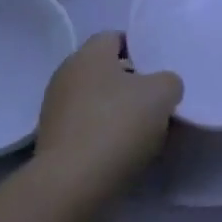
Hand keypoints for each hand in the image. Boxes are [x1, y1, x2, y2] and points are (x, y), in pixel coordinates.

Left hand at [32, 32, 182, 201]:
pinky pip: (86, 127)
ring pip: (95, 100)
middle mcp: (66, 75)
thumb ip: (169, 81)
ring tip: (144, 129)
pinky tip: (124, 151)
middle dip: (130, 82)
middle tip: (157, 98)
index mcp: (89, 54)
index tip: (159, 67)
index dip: (139, 48)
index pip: (115, 37)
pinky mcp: (52, 142)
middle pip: (104, 70)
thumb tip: (162, 87)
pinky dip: (104, 134)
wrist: (73, 184)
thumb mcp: (162, 94)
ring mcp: (55, 110)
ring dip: (117, 110)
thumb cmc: (118, 125)